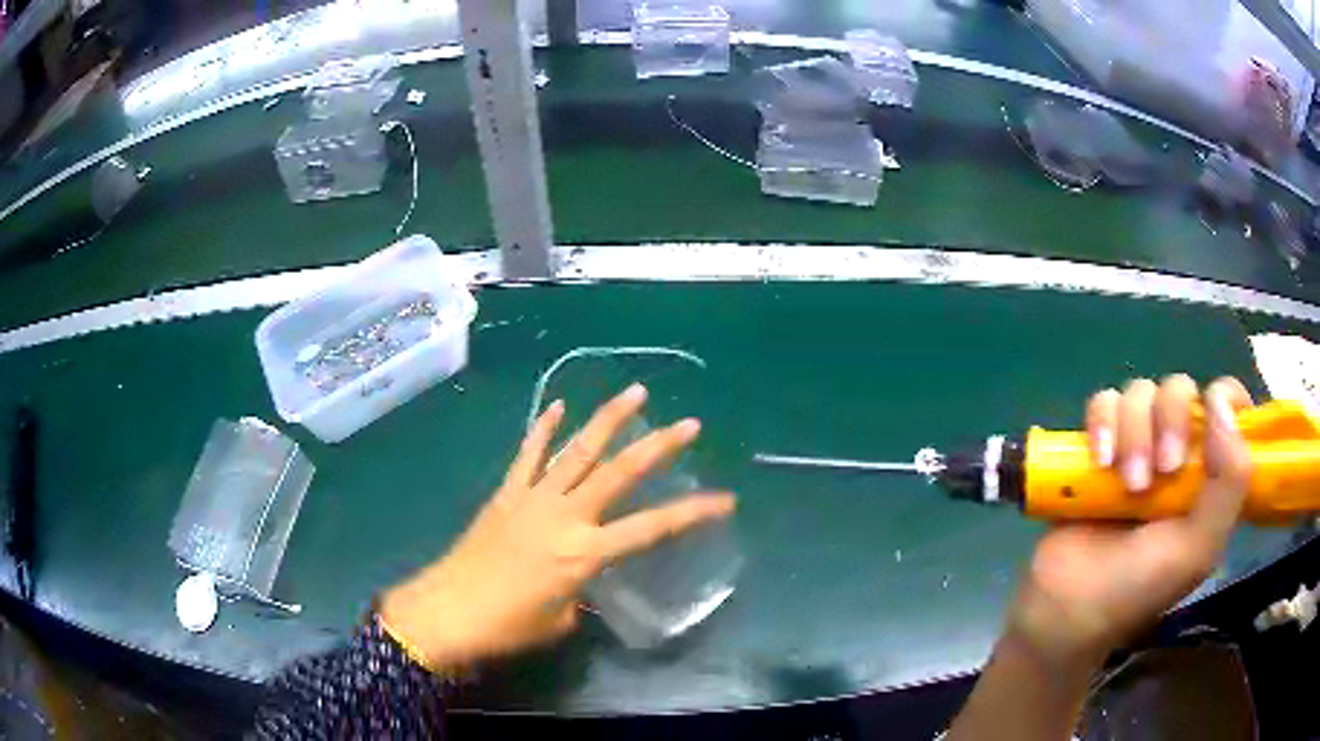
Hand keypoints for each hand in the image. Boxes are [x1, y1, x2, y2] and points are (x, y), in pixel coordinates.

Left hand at [379, 384, 735, 671]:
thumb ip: (580, 590)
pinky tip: (557, 406)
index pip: (653, 528)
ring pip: (577, 450)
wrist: (446, 612)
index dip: (693, 513)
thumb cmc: (507, 626)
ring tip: (634, 392)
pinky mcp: (506, 494)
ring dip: (607, 419)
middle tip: (688, 423)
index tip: (725, 500)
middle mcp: (566, 516)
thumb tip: (579, 578)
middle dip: (658, 445)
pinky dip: (543, 429)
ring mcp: (533, 498)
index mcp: (585, 553)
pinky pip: (528, 455)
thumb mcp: (560, 619)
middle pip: (620, 473)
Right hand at [1009, 375, 1252, 664]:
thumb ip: (1229, 483)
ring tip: (1126, 485)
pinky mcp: (1098, 447)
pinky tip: (1098, 460)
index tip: (1213, 412)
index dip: (1226, 396)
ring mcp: (1136, 447)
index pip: (1230, 406)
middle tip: (1161, 471)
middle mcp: (1177, 452)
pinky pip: (1102, 402)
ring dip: (1133, 432)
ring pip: (1141, 392)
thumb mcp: (1197, 549)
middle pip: (1181, 389)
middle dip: (1170, 421)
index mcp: (1209, 476)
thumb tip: (1222, 405)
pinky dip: (1101, 423)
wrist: (1065, 609)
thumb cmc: (1137, 588)